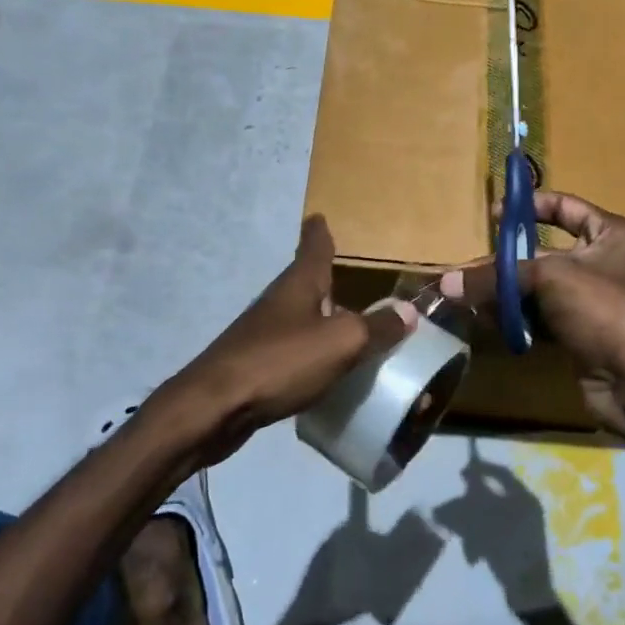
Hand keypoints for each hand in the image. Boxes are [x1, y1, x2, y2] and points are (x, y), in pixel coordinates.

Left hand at [156, 216, 413, 461]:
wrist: (214, 408)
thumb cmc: (280, 361)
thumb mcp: (341, 342)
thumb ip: (377, 327)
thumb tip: (409, 311)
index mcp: (300, 284)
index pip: (313, 246)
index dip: (320, 231)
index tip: (321, 216)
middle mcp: (281, 302)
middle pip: (308, 282)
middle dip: (330, 280)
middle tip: (359, 282)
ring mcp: (265, 334)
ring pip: (304, 318)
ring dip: (326, 320)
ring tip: (354, 328)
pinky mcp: (258, 365)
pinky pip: (296, 352)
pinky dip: (316, 354)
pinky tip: (331, 372)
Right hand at [443, 190, 624, 441]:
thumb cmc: (604, 309)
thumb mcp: (549, 279)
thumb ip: (497, 276)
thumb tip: (446, 283)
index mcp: (612, 235)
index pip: (567, 207)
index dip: (531, 206)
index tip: (495, 215)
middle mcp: (605, 263)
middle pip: (545, 253)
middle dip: (506, 262)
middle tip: (467, 269)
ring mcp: (593, 302)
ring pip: (540, 289)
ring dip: (506, 293)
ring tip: (468, 298)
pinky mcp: (581, 334)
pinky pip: (542, 318)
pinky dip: (518, 319)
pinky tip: (489, 322)